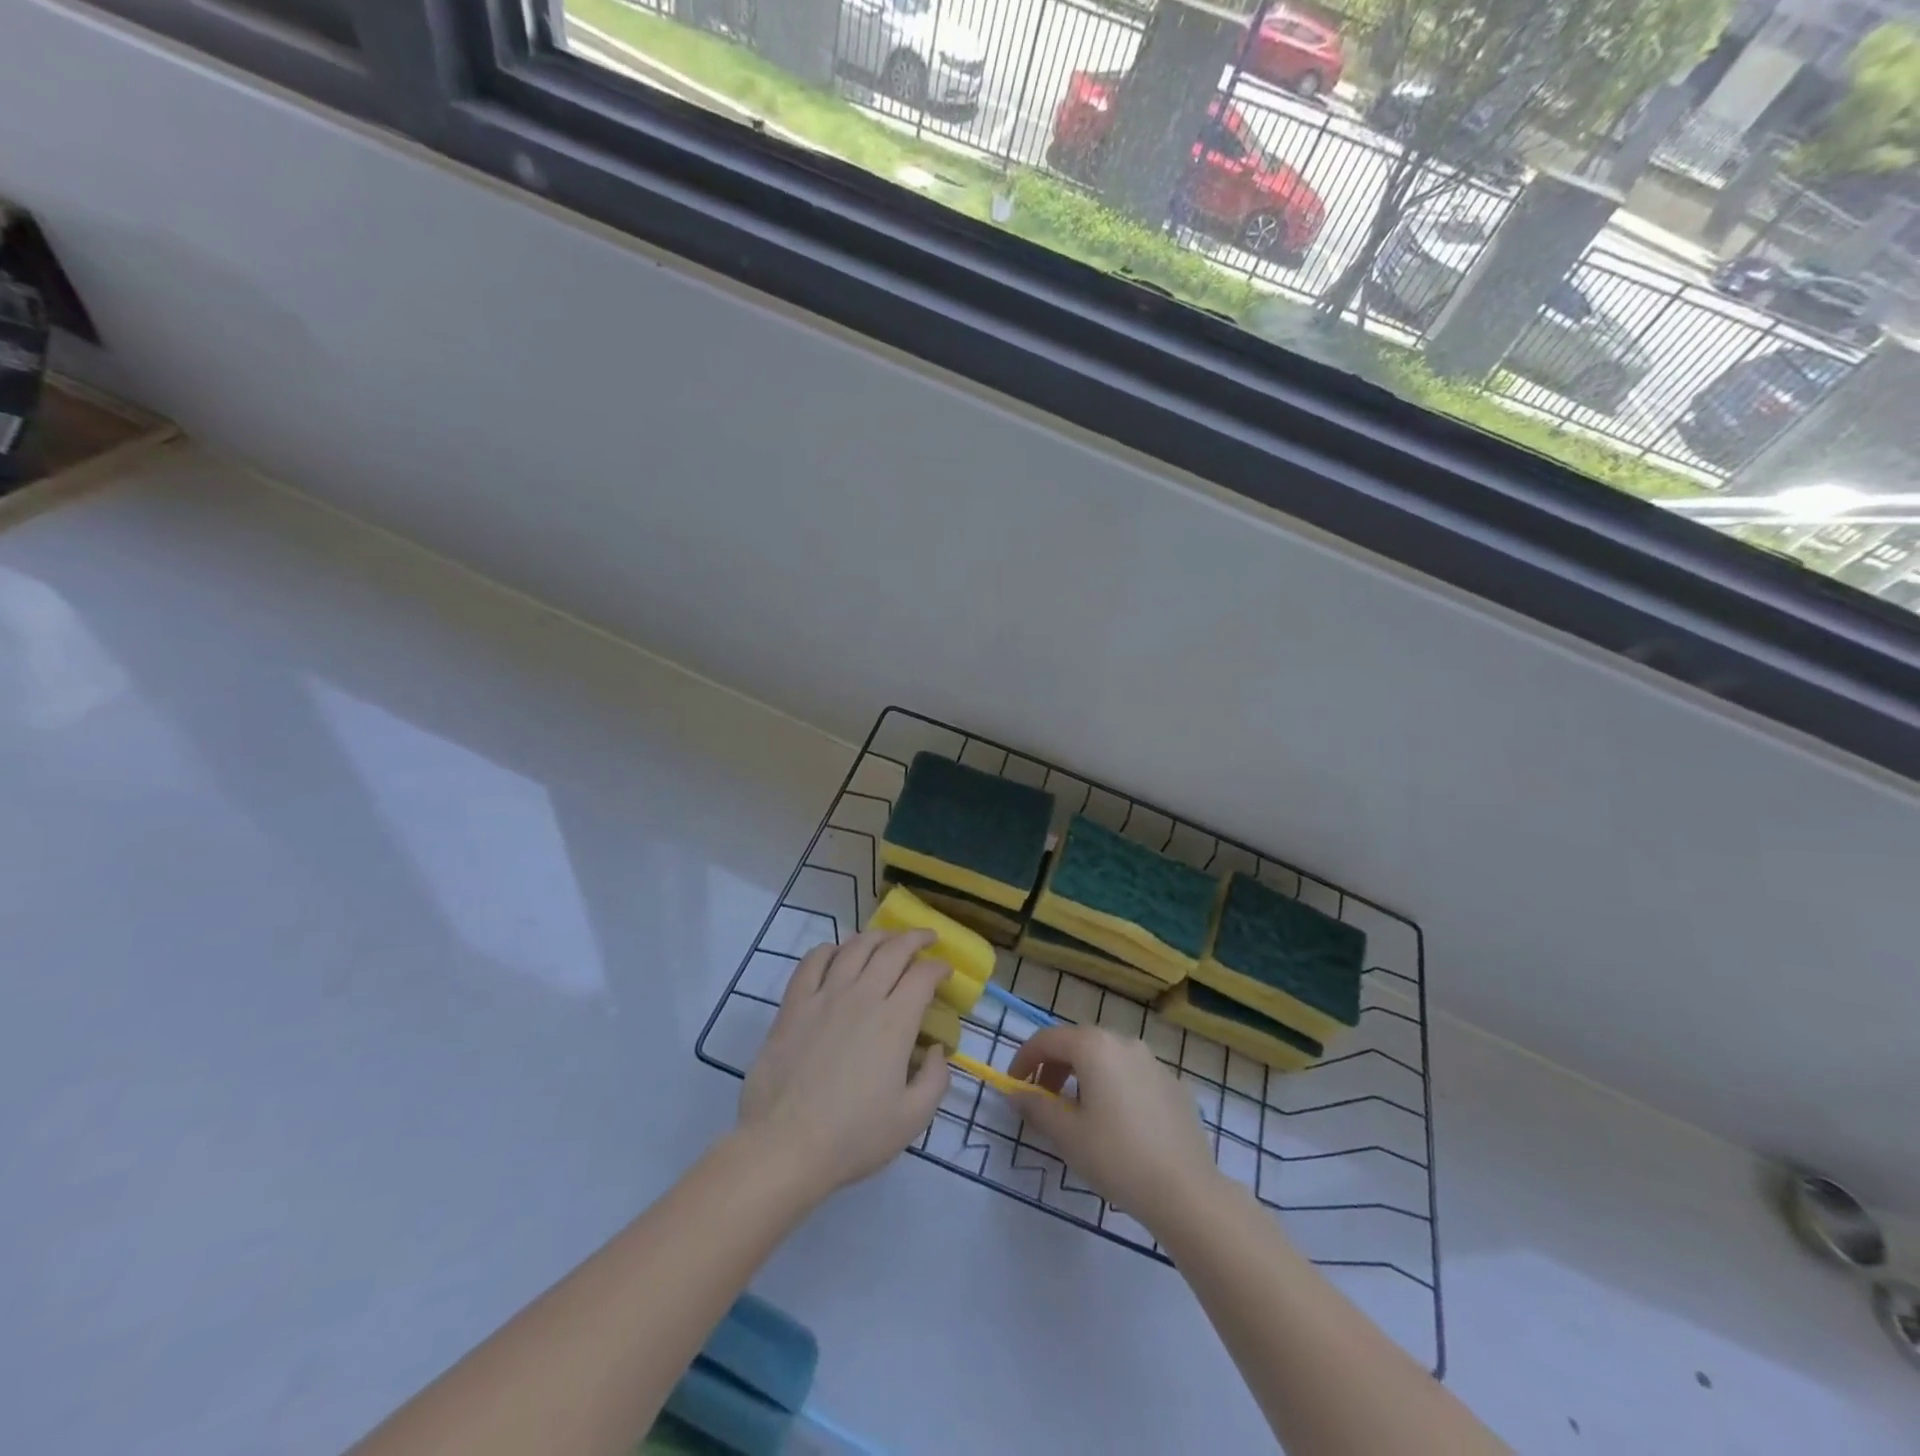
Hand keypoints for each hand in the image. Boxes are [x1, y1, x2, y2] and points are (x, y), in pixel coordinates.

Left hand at [737, 930, 950, 1206]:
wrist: (785, 1146)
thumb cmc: (853, 1137)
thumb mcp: (912, 1119)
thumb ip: (935, 1080)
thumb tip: (937, 1050)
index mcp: (895, 1021)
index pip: (923, 975)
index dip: (939, 966)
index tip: (945, 971)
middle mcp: (862, 996)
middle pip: (892, 949)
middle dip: (914, 938)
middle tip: (926, 939)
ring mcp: (825, 996)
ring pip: (855, 947)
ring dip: (876, 937)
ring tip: (886, 939)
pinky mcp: (794, 1005)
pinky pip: (812, 962)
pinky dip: (829, 949)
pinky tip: (836, 953)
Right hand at [1008, 1024, 1221, 1231]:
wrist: (1186, 1191)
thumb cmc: (1117, 1157)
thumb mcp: (1066, 1135)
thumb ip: (1036, 1107)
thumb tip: (1016, 1093)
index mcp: (1095, 1046)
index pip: (1047, 1039)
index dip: (1024, 1059)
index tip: (1014, 1086)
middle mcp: (1125, 1042)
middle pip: (1078, 1043)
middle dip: (1054, 1067)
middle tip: (1043, 1101)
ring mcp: (1154, 1062)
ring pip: (1107, 1058)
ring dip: (1084, 1076)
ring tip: (1078, 1113)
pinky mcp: (1175, 1086)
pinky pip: (1133, 1076)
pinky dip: (1114, 1088)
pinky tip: (1117, 1124)